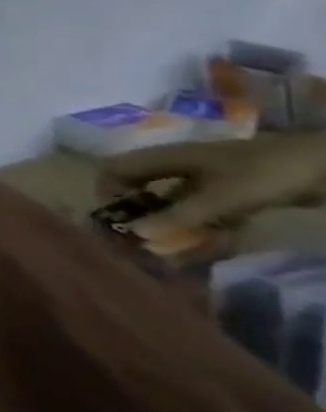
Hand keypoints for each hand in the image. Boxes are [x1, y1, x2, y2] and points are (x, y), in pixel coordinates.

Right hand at [98, 132, 325, 234]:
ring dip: (171, 226)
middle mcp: (174, 166)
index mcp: (161, 158)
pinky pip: (202, 211)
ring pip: (172, 203)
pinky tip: (207, 246)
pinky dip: (200, 228)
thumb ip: (178, 216)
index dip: (108, 192)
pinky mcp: (227, 193)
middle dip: (139, 215)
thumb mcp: (219, 197)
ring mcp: (203, 180)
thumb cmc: (260, 173)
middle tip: (144, 241)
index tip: (118, 218)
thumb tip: (135, 233)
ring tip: (175, 252)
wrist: (320, 165)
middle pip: (140, 188)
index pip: (114, 170)